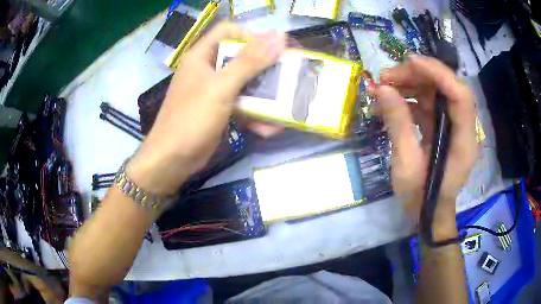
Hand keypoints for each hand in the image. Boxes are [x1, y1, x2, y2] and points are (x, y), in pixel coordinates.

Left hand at [126, 22, 286, 194]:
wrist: (173, 160)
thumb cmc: (192, 119)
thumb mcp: (221, 87)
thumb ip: (250, 61)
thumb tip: (279, 36)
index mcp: (202, 56)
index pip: (228, 30)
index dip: (251, 35)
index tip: (272, 50)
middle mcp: (208, 68)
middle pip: (241, 56)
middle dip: (265, 69)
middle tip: (287, 76)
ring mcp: (214, 90)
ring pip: (245, 83)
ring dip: (264, 96)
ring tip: (283, 108)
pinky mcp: (219, 109)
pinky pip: (242, 103)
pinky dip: (255, 114)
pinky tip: (268, 128)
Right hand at [369, 55, 476, 237]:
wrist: (427, 213)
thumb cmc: (420, 197)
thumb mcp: (406, 165)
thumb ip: (398, 126)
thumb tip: (383, 90)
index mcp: (462, 142)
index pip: (460, 96)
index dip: (439, 73)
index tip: (410, 62)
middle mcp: (462, 128)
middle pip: (446, 87)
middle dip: (417, 75)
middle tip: (386, 77)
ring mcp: (452, 126)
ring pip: (435, 92)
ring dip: (410, 84)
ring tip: (382, 87)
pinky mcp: (441, 127)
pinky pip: (427, 103)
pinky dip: (408, 98)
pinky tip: (389, 101)